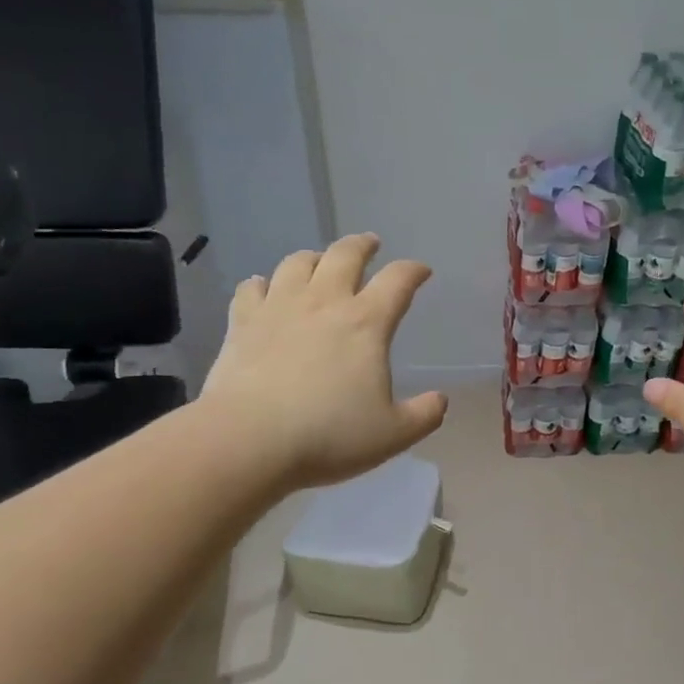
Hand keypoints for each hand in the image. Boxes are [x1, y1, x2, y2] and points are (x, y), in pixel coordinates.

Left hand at [200, 234, 447, 490]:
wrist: (248, 440)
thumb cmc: (329, 435)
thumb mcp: (393, 434)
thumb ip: (424, 415)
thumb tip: (440, 400)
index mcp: (366, 323)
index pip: (398, 281)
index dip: (413, 271)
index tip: (421, 271)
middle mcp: (324, 303)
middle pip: (345, 255)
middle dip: (362, 245)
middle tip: (369, 244)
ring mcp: (278, 308)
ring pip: (297, 263)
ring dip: (314, 257)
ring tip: (319, 262)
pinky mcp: (242, 323)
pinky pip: (251, 288)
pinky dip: (262, 283)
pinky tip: (263, 287)